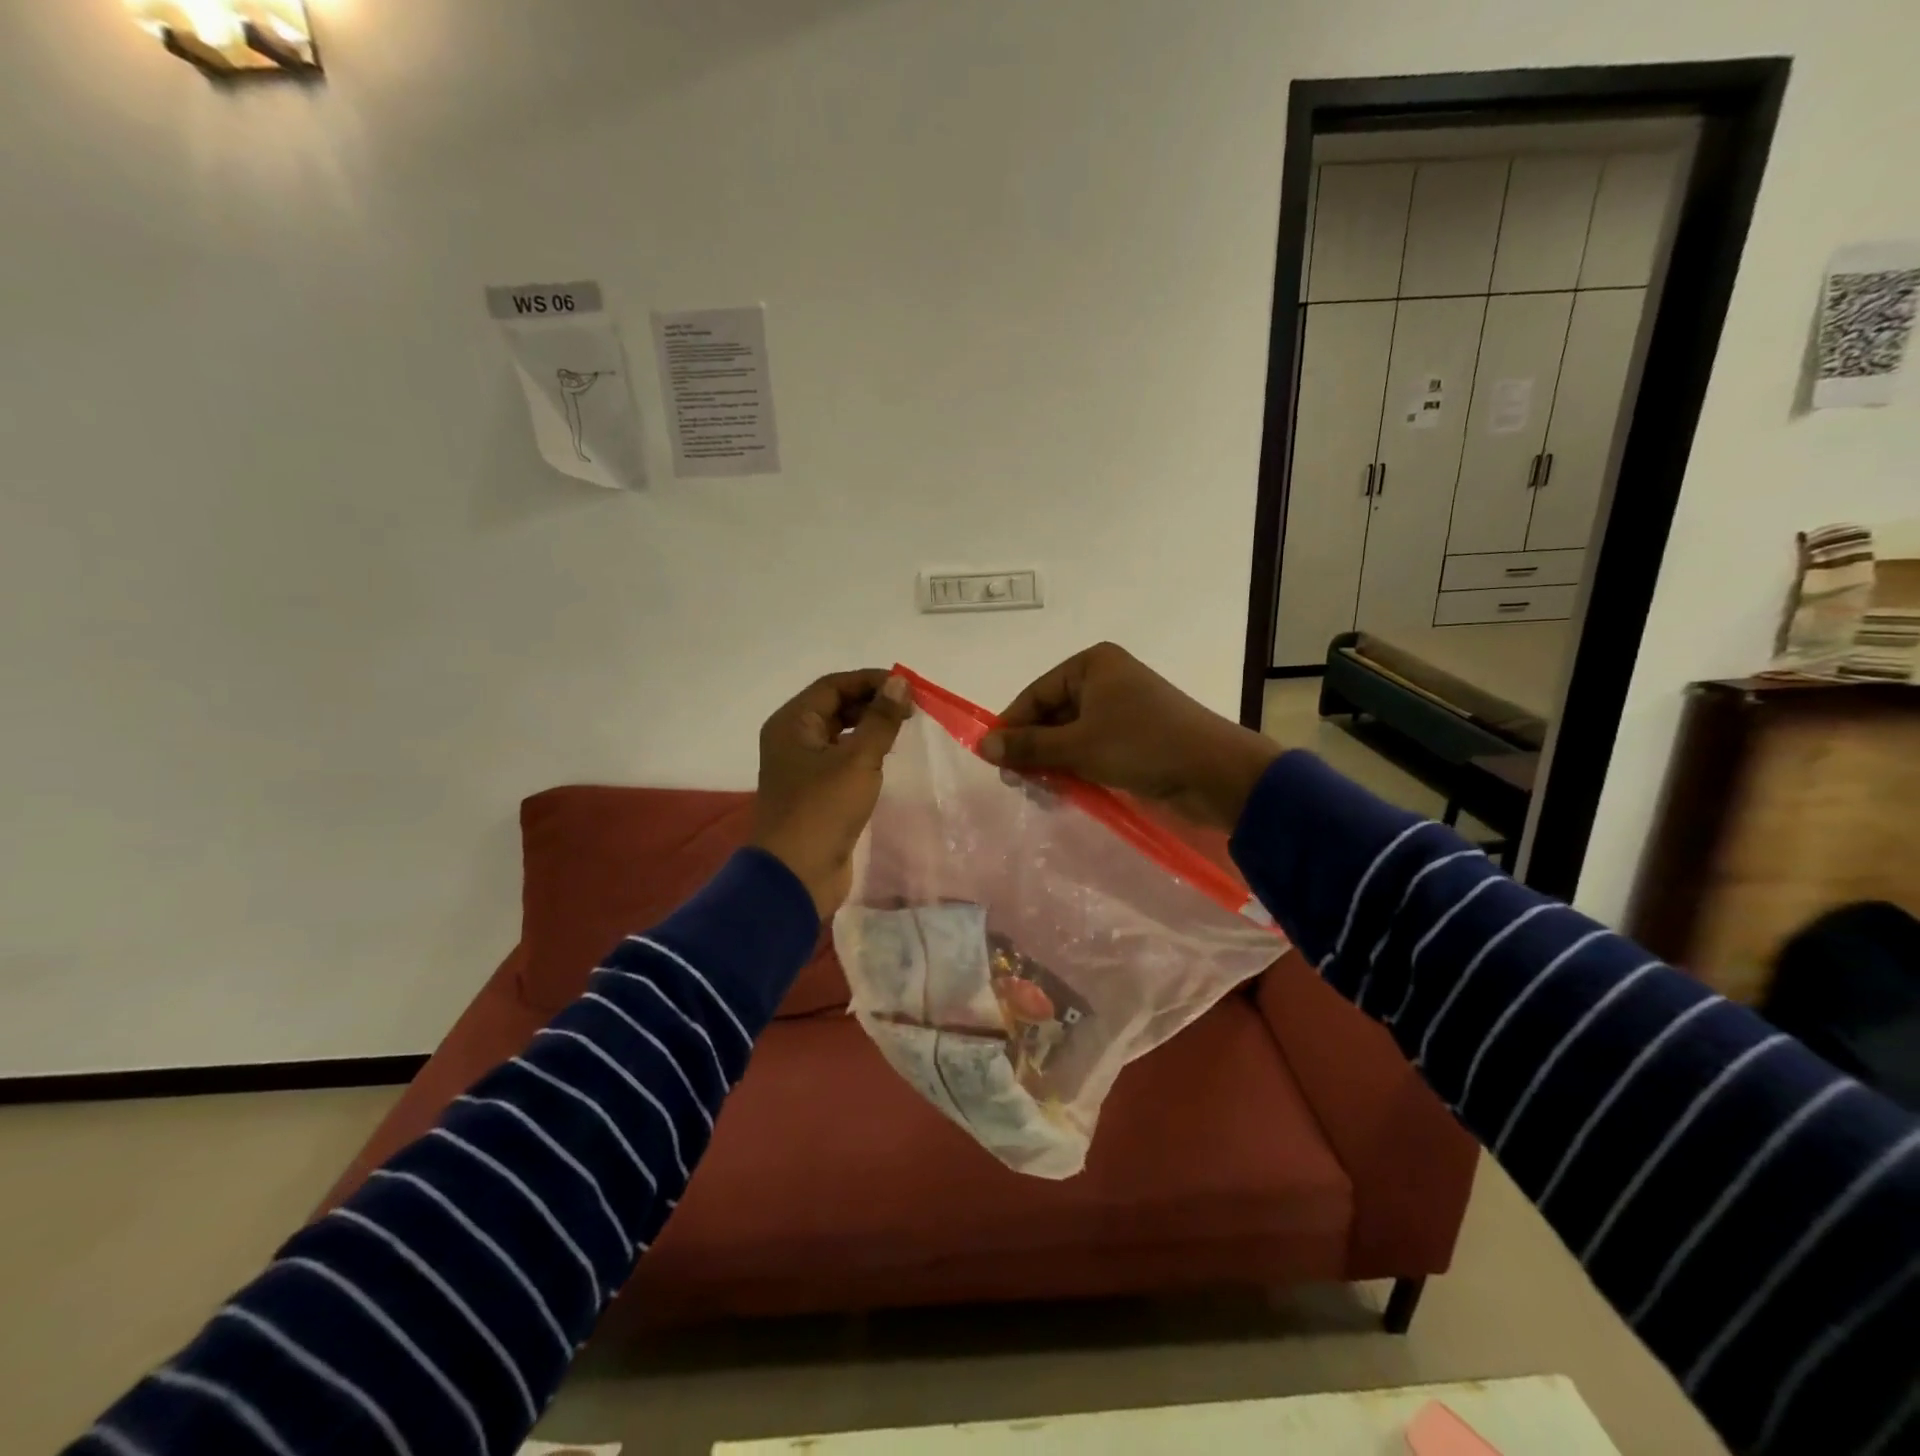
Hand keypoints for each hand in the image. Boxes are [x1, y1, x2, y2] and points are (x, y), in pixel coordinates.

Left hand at [751, 670, 912, 918]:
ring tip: (904, 729)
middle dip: (872, 703)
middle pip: (835, 707)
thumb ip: (880, 720)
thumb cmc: (823, 810)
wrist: (797, 875)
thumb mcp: (857, 760)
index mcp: (792, 723)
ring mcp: (802, 767)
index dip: (871, 681)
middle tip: (911, 710)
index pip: (833, 686)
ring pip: (839, 734)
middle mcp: (792, 739)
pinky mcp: (815, 792)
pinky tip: (888, 758)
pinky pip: (841, 760)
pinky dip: (864, 753)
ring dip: (870, 728)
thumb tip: (899, 683)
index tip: (908, 687)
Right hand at [981, 643, 1279, 830]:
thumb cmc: (1142, 746)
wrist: (1215, 773)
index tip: (992, 759)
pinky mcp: (1134, 737)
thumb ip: (1029, 746)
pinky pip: (1091, 748)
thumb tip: (982, 746)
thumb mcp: (1078, 746)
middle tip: (1016, 782)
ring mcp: (1122, 709)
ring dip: (1052, 762)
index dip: (1012, 726)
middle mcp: (1106, 680)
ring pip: (1071, 735)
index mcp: (1093, 665)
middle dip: (1033, 748)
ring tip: (1038, 791)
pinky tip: (1062, 791)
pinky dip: (1076, 767)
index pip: (1036, 693)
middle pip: (1052, 714)